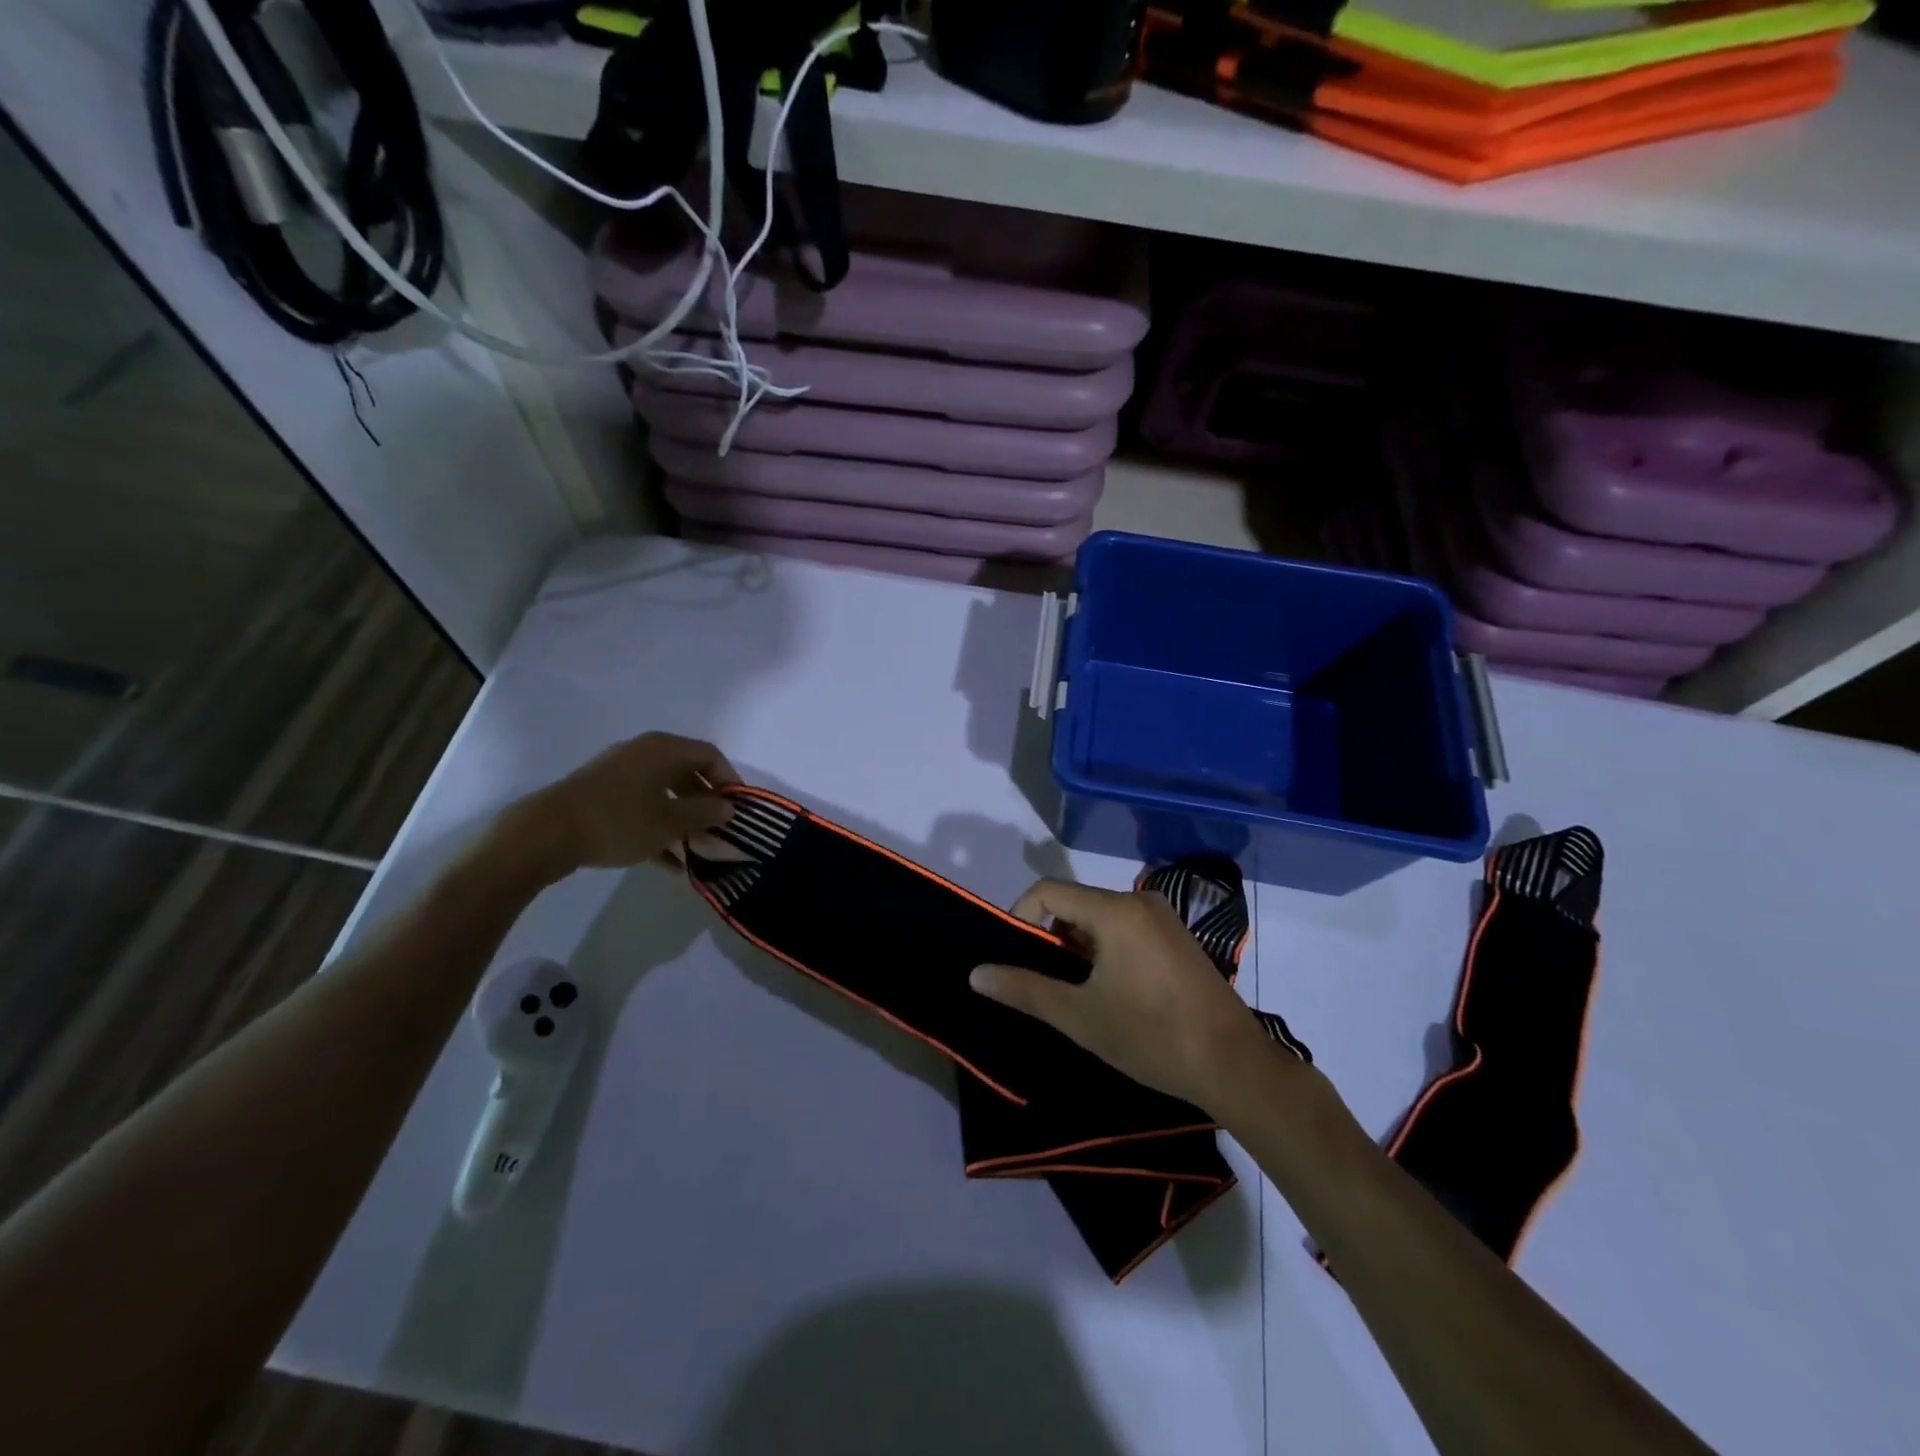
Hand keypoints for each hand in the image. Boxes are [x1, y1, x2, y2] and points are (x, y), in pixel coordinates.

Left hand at [517, 732, 738, 872]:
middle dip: (707, 803)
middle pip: (687, 772)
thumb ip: (704, 813)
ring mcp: (620, 772)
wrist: (545, 834)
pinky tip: (669, 861)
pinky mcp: (602, 794)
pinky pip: (643, 804)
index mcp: (663, 749)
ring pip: (665, 791)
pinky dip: (659, 825)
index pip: (710, 754)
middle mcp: (643, 752)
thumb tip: (728, 808)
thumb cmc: (618, 821)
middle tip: (719, 830)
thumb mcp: (669, 822)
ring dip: (684, 818)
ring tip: (697, 850)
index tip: (738, 809)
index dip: (730, 780)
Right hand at [970, 879, 1265, 1110]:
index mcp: (1114, 910)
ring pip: (1100, 917)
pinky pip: (1125, 928)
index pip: (1048, 891)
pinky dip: (1104, 949)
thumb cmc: (1151, 1036)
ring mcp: (1163, 918)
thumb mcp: (1079, 1016)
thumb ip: (1025, 989)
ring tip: (1073, 992)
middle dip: (1049, 937)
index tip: (1013, 958)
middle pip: (1074, 903)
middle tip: (1042, 982)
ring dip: (1077, 947)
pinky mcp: (1177, 937)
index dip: (1020, 917)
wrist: (1234, 1065)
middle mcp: (1139, 901)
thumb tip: (976, 974)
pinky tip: (1109, 991)